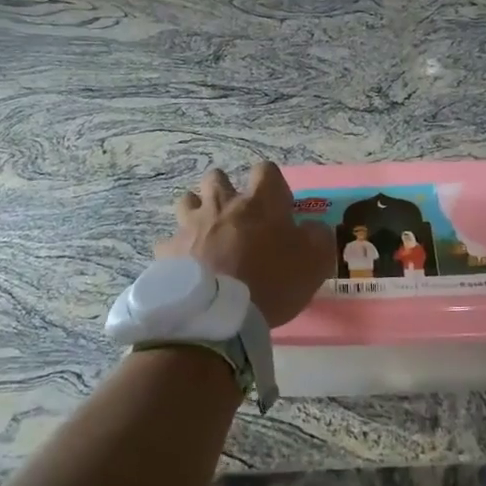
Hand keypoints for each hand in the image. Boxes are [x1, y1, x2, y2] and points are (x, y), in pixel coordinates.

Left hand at [157, 162, 330, 329]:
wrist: (219, 315)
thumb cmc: (272, 282)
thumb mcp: (315, 261)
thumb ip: (317, 237)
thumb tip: (310, 228)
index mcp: (260, 202)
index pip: (266, 170)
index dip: (273, 185)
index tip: (278, 208)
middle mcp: (223, 204)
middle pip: (217, 177)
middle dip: (226, 190)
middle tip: (237, 217)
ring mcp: (191, 225)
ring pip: (187, 200)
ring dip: (197, 211)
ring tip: (206, 234)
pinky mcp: (168, 250)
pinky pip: (170, 242)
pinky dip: (178, 250)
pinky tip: (185, 267)